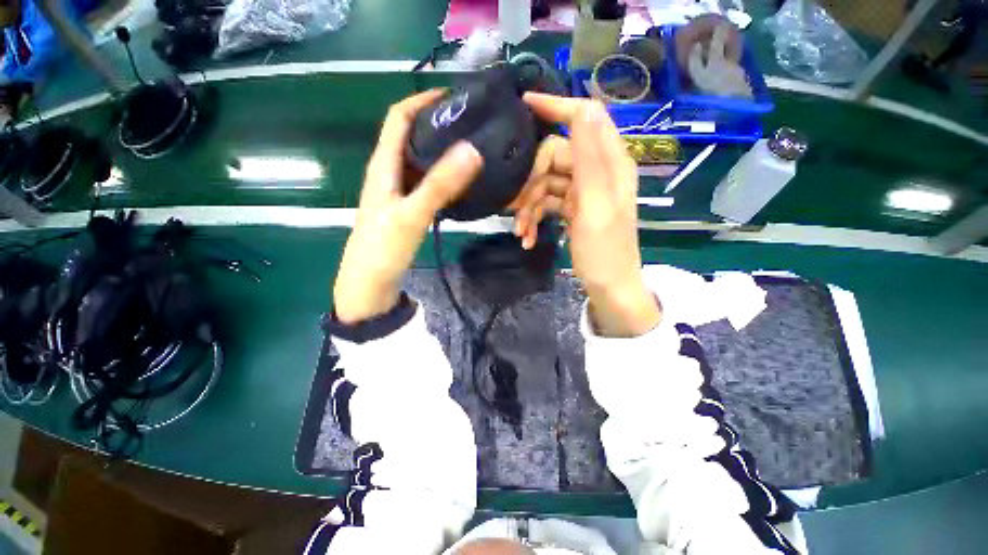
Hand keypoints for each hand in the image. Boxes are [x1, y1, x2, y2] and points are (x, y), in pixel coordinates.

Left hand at [334, 90, 482, 323]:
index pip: (398, 118)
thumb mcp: (412, 214)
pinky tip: (459, 179)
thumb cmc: (384, 248)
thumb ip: (440, 184)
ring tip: (470, 146)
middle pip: (410, 135)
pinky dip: (441, 173)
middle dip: (436, 122)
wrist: (370, 284)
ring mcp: (397, 191)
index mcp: (383, 166)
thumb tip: (472, 149)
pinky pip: (424, 181)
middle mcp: (388, 172)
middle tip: (470, 122)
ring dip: (440, 148)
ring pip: (418, 159)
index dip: (421, 100)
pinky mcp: (405, 207)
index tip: (453, 95)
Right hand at [513, 93, 660, 336]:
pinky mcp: (572, 208)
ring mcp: (582, 191)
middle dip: (531, 180)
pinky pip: (546, 202)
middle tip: (515, 206)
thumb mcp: (597, 205)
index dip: (556, 107)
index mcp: (610, 163)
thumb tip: (583, 108)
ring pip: (545, 183)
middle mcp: (596, 171)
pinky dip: (534, 216)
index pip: (584, 118)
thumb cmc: (605, 251)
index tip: (523, 104)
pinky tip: (525, 236)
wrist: (609, 287)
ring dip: (529, 205)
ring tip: (520, 229)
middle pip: (554, 157)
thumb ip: (590, 158)